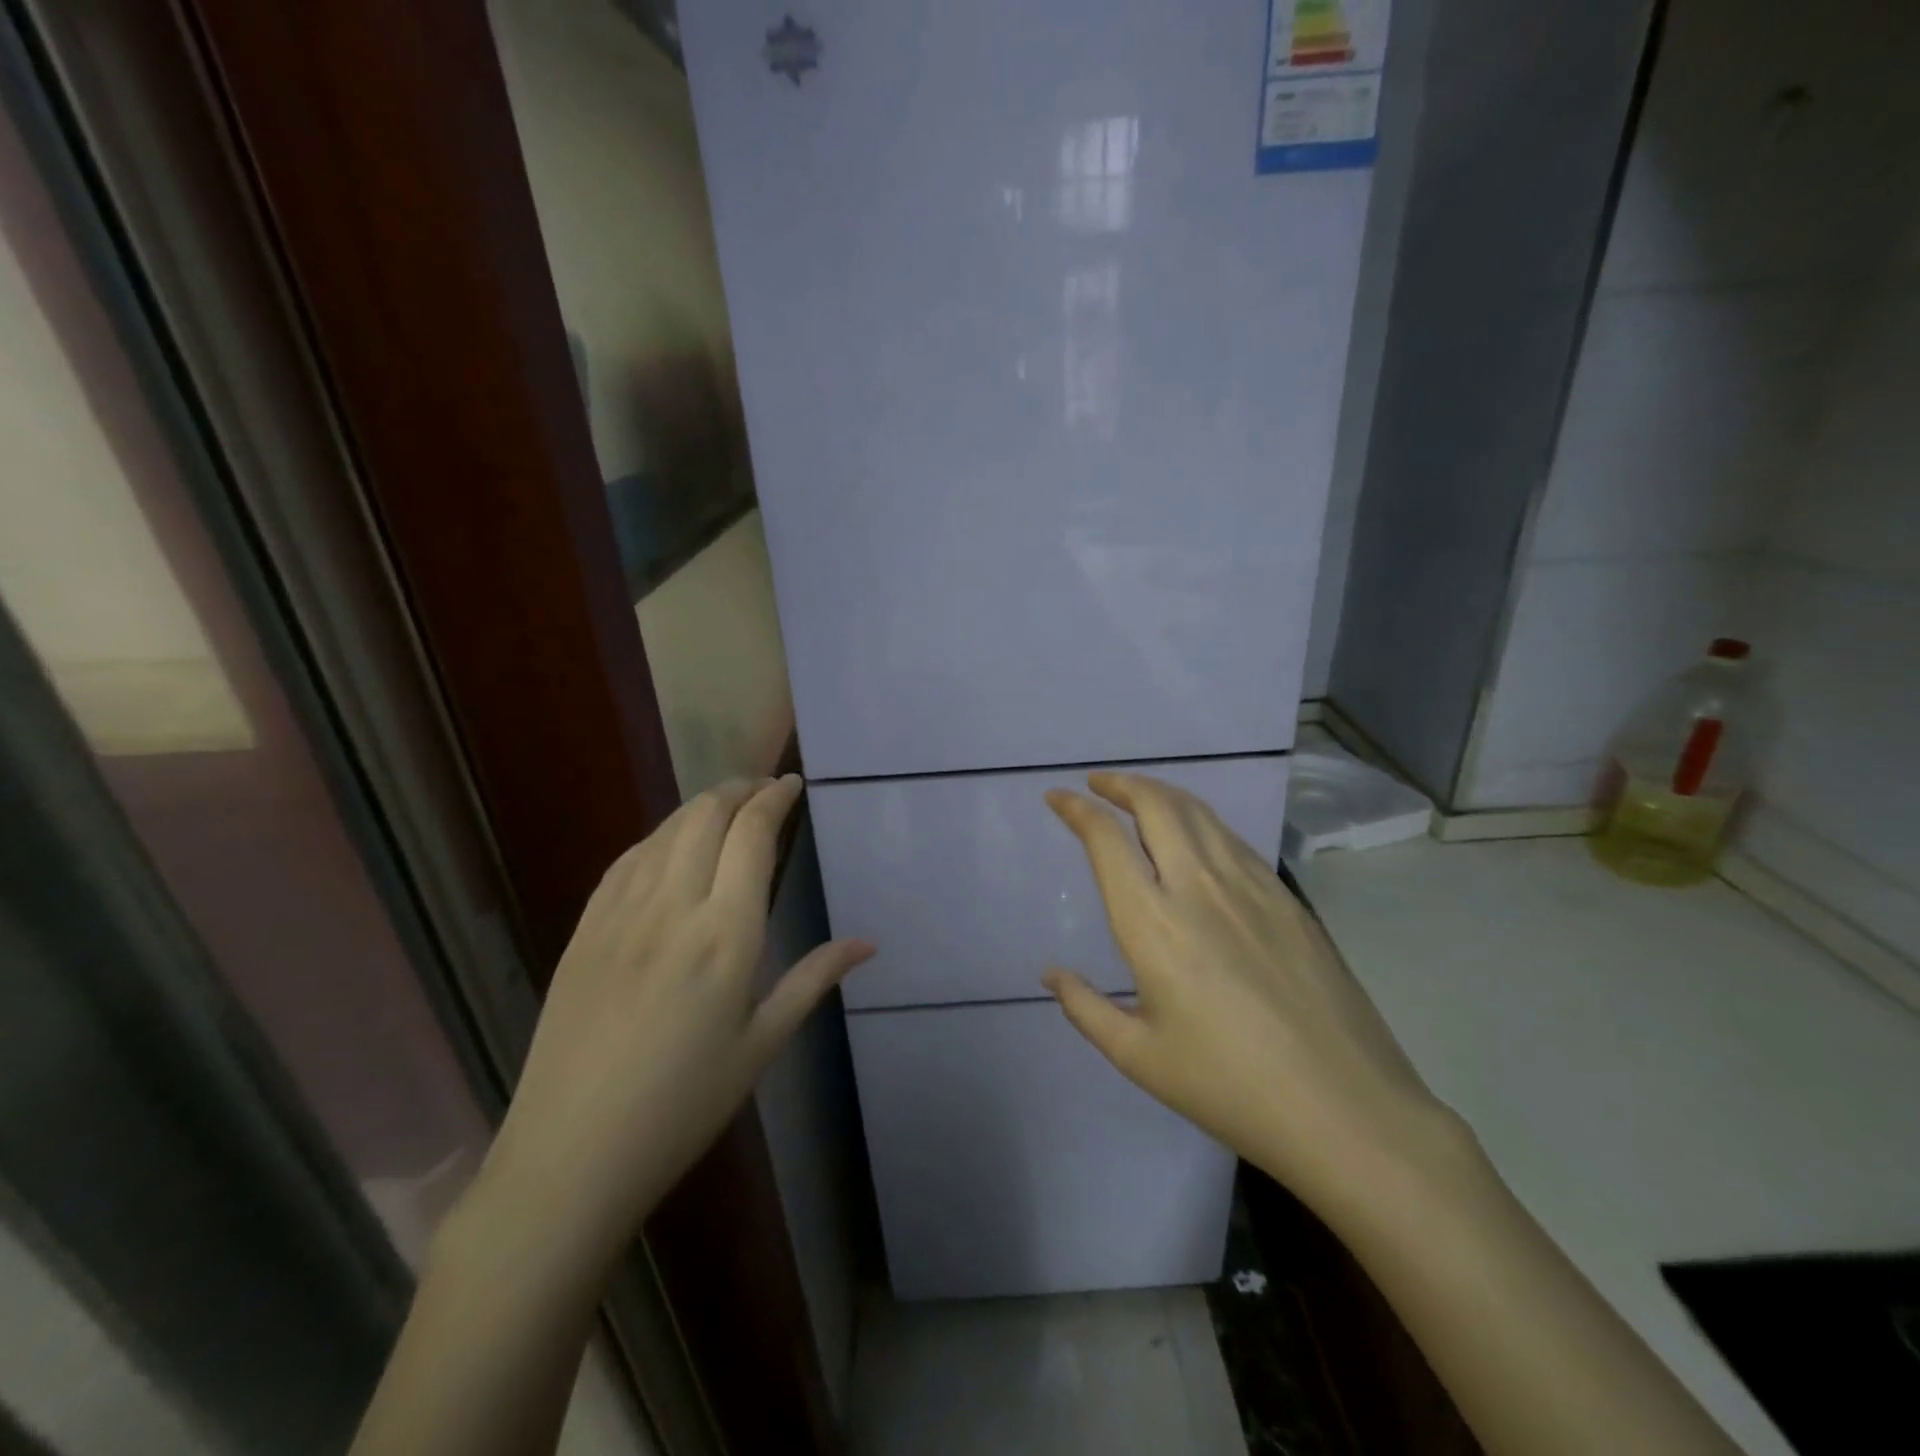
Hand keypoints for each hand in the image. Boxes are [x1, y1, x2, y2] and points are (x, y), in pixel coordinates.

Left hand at [476, 775, 873, 1261]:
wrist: (569, 1156)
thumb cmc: (683, 1107)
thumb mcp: (761, 1046)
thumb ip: (812, 981)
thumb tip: (867, 943)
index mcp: (725, 935)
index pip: (752, 836)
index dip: (774, 799)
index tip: (791, 785)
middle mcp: (672, 908)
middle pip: (706, 816)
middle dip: (739, 789)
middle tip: (763, 789)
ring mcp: (620, 915)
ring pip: (664, 830)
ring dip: (700, 806)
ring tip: (725, 807)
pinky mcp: (583, 931)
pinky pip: (625, 860)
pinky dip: (658, 836)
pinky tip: (668, 845)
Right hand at [1043, 772, 1457, 1217]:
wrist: (1346, 1109)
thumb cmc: (1229, 1088)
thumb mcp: (1139, 1058)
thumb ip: (1086, 1009)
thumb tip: (1052, 974)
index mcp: (1153, 923)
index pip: (1106, 841)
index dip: (1077, 810)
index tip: (1058, 797)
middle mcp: (1198, 887)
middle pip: (1156, 805)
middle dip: (1120, 784)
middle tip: (1098, 783)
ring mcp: (1250, 887)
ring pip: (1198, 813)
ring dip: (1161, 793)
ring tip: (1140, 796)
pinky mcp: (1287, 898)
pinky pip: (1233, 839)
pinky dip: (1201, 821)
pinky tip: (1197, 838)